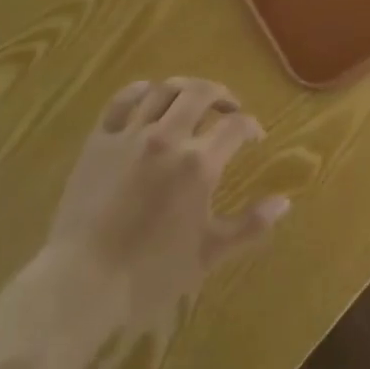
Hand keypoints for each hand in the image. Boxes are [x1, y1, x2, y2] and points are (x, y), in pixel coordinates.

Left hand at [44, 78, 289, 326]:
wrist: (84, 280)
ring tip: (193, 99)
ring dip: (184, 88)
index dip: (250, 126)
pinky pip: (123, 99)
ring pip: (163, 90)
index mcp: (198, 163)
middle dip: (221, 94)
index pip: (234, 126)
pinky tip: (149, 94)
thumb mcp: (208, 254)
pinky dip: (141, 90)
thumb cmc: (151, 273)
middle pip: (200, 93)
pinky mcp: (100, 137)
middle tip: (229, 106)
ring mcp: (130, 132)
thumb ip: (249, 225)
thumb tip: (284, 201)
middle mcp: (167, 136)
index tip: (255, 135)